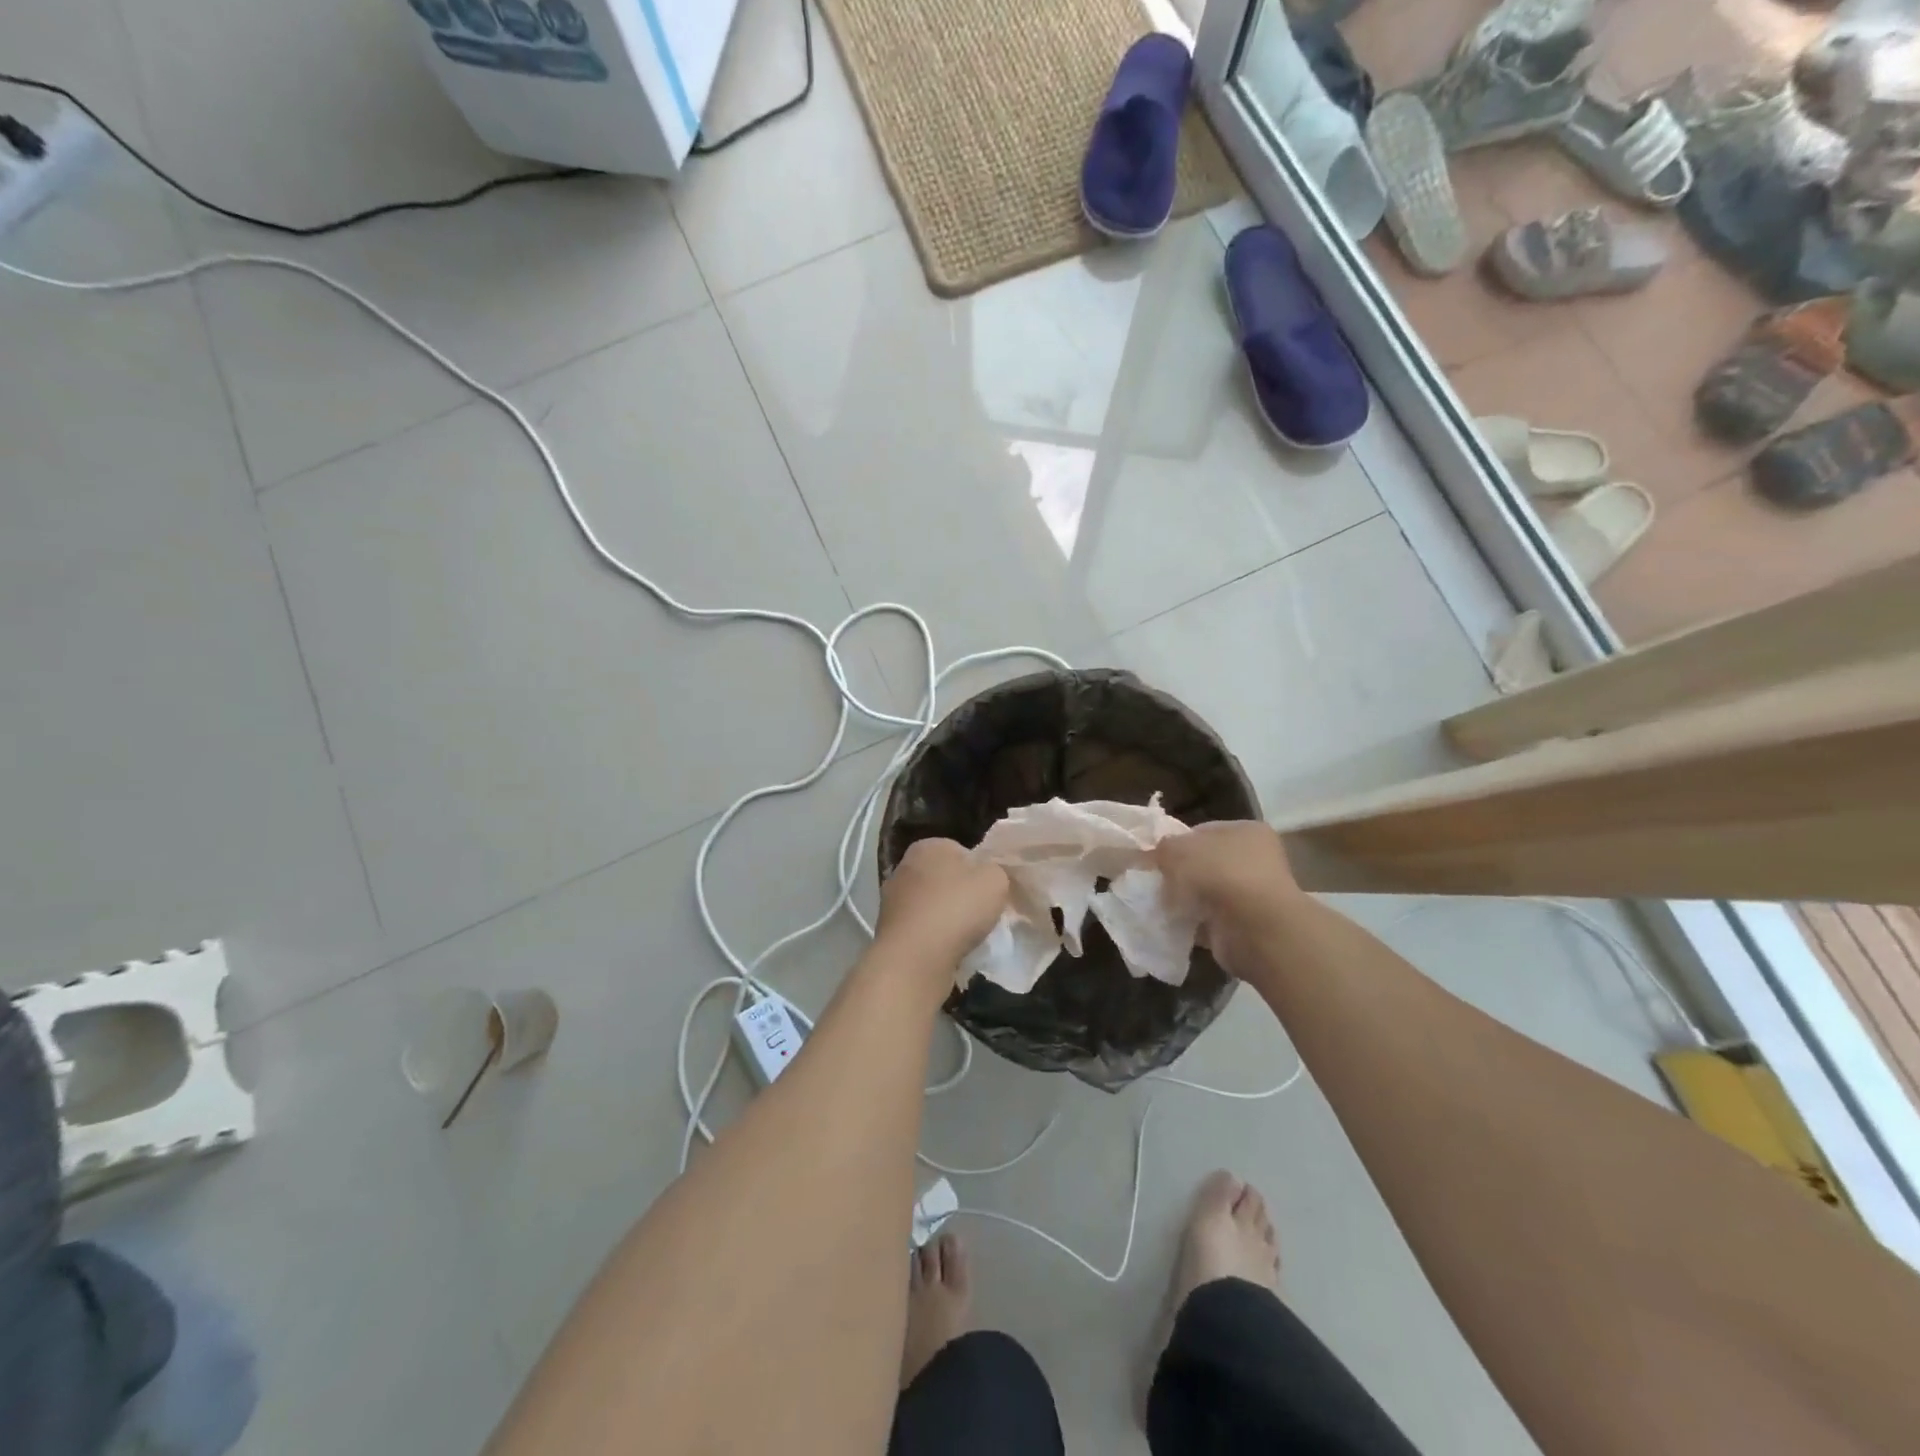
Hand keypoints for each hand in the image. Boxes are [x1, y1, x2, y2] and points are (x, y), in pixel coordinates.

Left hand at [874, 839, 1009, 973]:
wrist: (915, 957)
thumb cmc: (957, 908)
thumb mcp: (995, 880)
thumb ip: (996, 872)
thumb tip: (987, 877)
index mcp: (928, 846)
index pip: (961, 852)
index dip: (980, 872)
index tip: (990, 892)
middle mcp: (904, 867)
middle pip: (945, 879)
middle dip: (961, 895)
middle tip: (981, 915)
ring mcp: (892, 900)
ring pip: (932, 905)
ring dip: (947, 918)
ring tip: (965, 938)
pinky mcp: (889, 930)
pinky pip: (921, 929)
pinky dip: (933, 938)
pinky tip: (946, 951)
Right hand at [1155, 821, 1302, 977]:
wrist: (1253, 928)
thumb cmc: (1219, 874)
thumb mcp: (1178, 849)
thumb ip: (1163, 848)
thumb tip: (1158, 855)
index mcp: (1247, 831)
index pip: (1203, 831)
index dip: (1177, 842)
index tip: (1155, 856)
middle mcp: (1255, 860)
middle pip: (1205, 863)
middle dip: (1180, 873)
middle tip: (1156, 881)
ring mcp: (1253, 895)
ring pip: (1206, 893)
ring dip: (1186, 900)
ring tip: (1162, 904)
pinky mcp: (1245, 926)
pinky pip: (1210, 920)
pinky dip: (1193, 923)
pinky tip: (1175, 924)